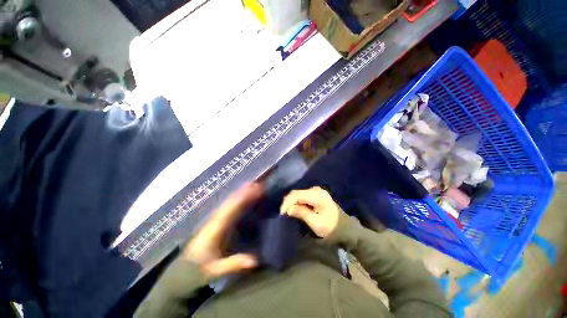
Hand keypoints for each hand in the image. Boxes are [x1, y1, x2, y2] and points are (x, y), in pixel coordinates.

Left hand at [183, 183, 260, 278]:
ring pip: (229, 202)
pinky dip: (237, 199)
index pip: (231, 208)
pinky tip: (243, 195)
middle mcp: (216, 219)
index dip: (243, 197)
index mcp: (215, 228)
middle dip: (244, 191)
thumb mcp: (214, 270)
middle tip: (258, 184)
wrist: (183, 270)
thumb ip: (233, 264)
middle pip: (231, 201)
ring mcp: (216, 219)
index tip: (255, 189)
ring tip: (253, 185)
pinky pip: (229, 207)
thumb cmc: (198, 269)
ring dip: (241, 192)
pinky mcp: (217, 221)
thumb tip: (255, 259)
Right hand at [280, 186, 340, 238]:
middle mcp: (316, 190)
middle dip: (288, 202)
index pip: (297, 195)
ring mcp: (317, 191)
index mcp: (317, 195)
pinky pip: (303, 196)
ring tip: (287, 212)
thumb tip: (288, 209)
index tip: (281, 213)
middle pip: (297, 193)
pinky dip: (297, 202)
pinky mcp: (316, 195)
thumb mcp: (316, 223)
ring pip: (299, 194)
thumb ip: (302, 213)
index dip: (287, 203)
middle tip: (283, 213)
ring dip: (292, 202)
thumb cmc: (332, 228)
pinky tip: (294, 208)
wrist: (346, 229)